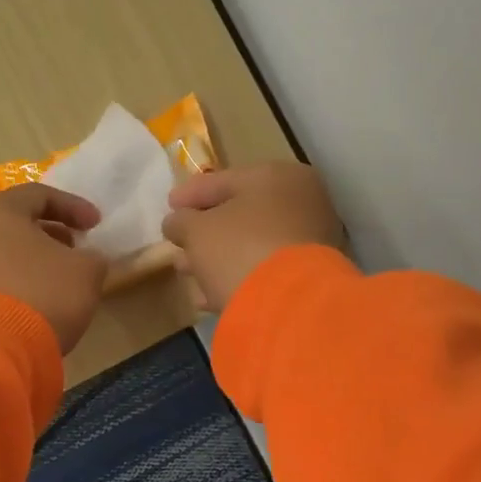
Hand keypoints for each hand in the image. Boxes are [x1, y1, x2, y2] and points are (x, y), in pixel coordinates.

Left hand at [0, 184, 108, 352]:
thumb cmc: (43, 294)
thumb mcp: (86, 271)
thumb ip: (92, 257)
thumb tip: (85, 260)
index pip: (38, 195)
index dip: (73, 206)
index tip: (95, 225)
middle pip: (15, 223)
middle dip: (50, 233)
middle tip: (75, 249)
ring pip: (3, 253)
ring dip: (33, 260)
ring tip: (59, 279)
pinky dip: (17, 283)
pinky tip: (37, 303)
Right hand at [162, 162, 347, 313]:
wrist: (289, 304)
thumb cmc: (240, 250)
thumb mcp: (197, 230)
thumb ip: (182, 221)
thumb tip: (177, 222)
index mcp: (277, 177)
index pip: (225, 180)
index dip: (191, 193)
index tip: (169, 205)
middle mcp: (302, 202)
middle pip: (241, 214)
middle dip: (205, 230)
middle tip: (178, 242)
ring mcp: (310, 241)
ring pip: (252, 244)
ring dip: (217, 257)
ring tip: (188, 271)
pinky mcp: (310, 278)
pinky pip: (264, 271)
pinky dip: (237, 277)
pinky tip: (209, 295)